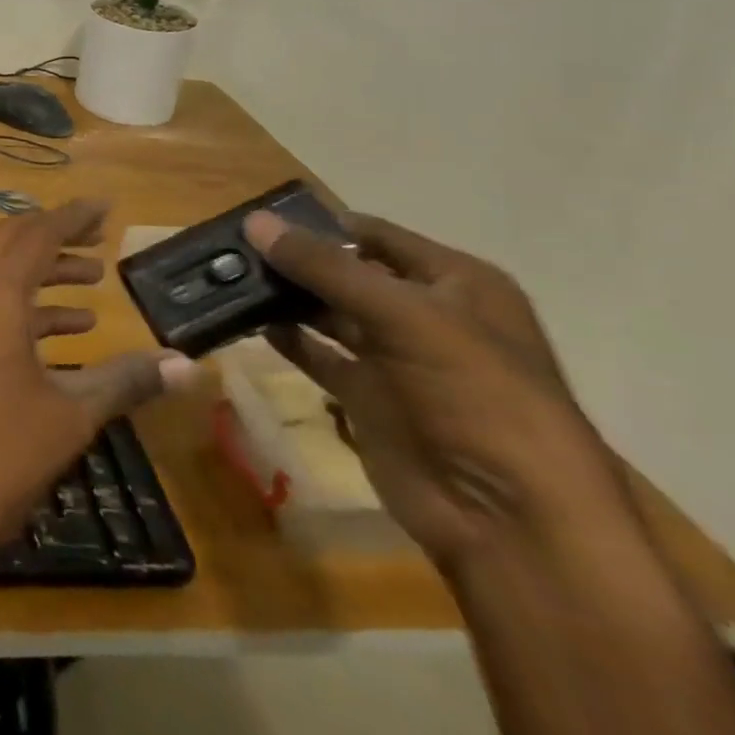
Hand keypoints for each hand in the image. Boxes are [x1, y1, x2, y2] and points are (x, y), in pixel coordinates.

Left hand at [0, 199, 197, 580]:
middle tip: (100, 239)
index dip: (73, 217)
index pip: (36, 234)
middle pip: (10, 243)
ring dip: (40, 274)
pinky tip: (61, 331)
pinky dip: (19, 307)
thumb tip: (186, 364)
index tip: (106, 206)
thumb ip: (125, 380)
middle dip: (55, 237)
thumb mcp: (69, 416)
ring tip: (91, 284)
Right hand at [244, 209, 633, 571]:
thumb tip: (254, 222)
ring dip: (282, 296)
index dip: (318, 222)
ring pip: (326, 311)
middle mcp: (424, 313)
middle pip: (344, 271)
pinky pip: (317, 353)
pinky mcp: (367, 396)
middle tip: (226, 247)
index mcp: (455, 283)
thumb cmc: (477, 397)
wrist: (509, 519)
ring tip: (225, 278)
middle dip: (291, 259)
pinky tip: (246, 321)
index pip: (374, 235)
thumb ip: (326, 267)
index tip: (254, 215)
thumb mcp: (405, 316)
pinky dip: (285, 337)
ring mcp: (394, 357)